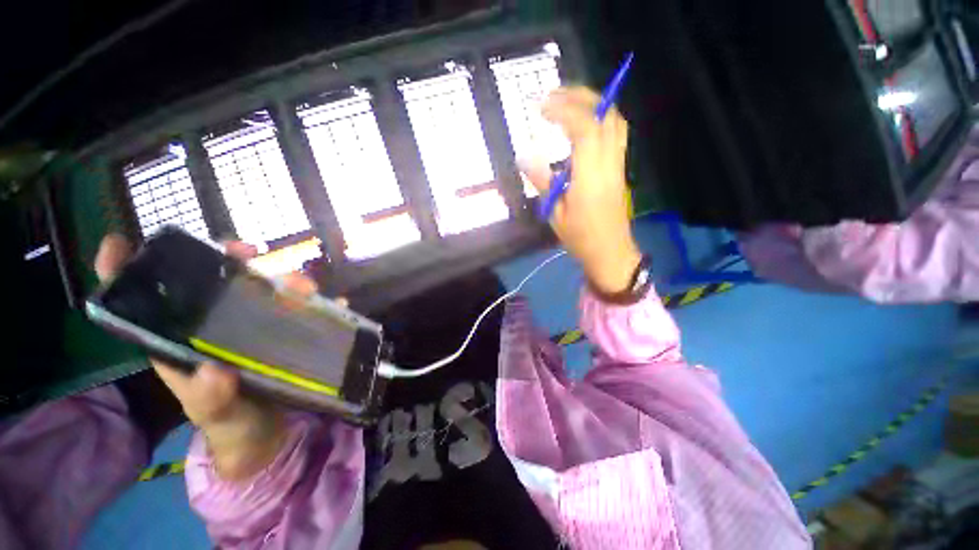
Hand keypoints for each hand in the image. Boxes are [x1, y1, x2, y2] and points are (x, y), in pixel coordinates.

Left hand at [95, 234, 322, 479]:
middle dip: (229, 259)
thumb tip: (215, 370)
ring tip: (307, 289)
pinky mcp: (285, 332)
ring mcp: (255, 327)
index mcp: (181, 342)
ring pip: (264, 289)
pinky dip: (320, 303)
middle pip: (214, 282)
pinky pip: (302, 309)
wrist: (267, 436)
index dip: (125, 271)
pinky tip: (337, 304)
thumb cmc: (232, 426)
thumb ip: (211, 398)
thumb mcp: (217, 417)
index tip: (123, 243)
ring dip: (285, 280)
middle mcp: (216, 326)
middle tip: (249, 252)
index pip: (146, 302)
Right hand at [520, 86, 641, 294]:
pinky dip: (600, 119)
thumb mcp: (554, 214)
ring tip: (568, 102)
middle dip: (581, 96)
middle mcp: (609, 164)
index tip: (541, 108)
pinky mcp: (620, 169)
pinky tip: (582, 124)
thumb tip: (524, 155)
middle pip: (606, 116)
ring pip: (616, 121)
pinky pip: (615, 134)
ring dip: (594, 104)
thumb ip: (542, 181)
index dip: (564, 110)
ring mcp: (618, 165)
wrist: (611, 253)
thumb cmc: (580, 238)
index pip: (585, 129)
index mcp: (591, 177)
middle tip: (554, 94)